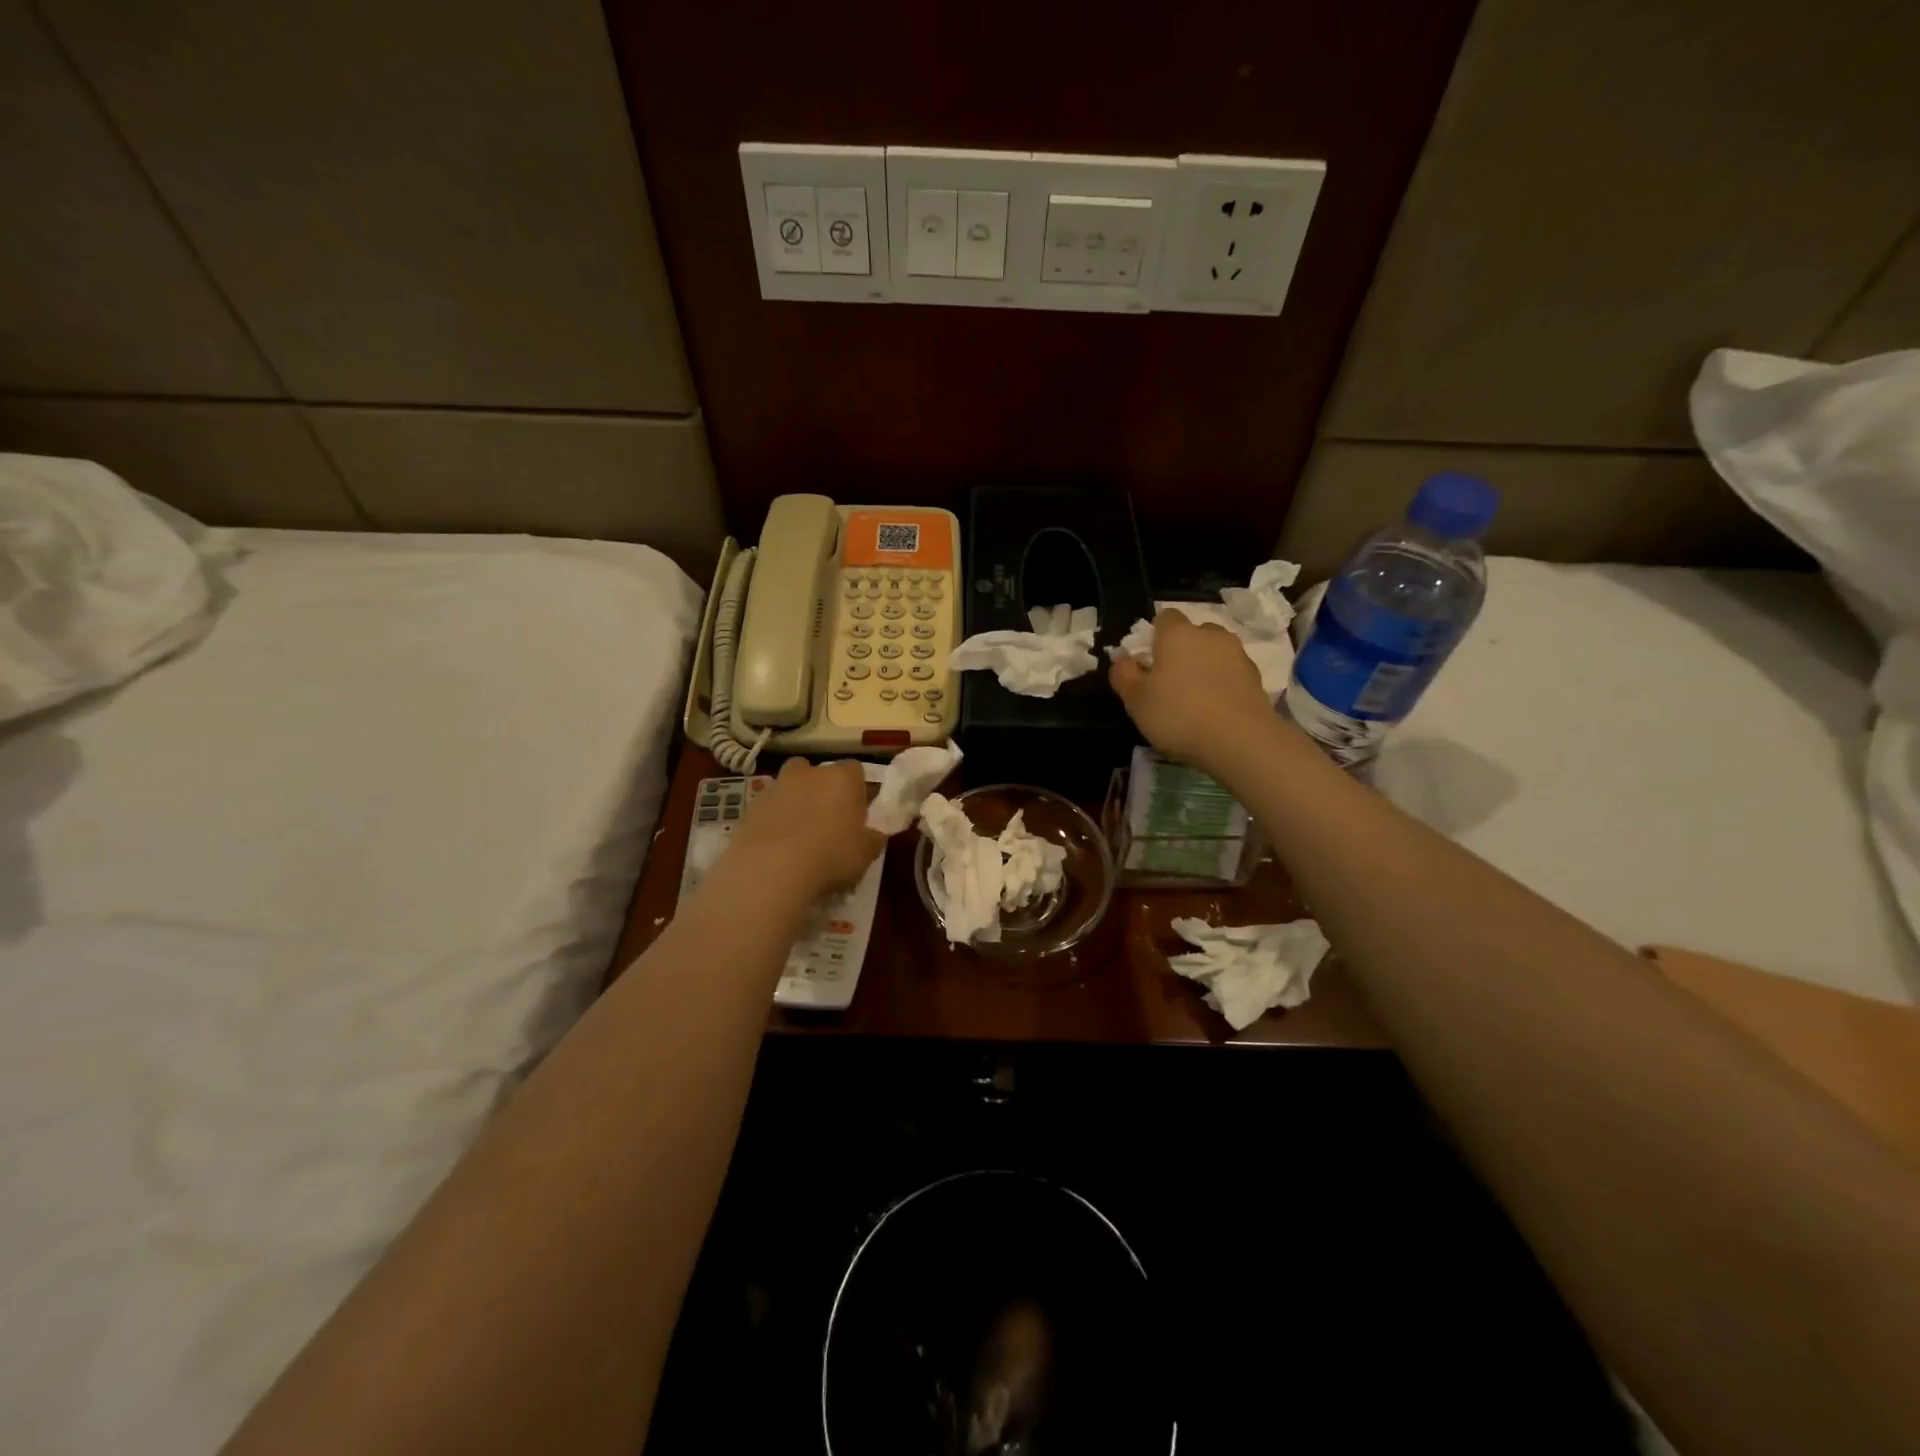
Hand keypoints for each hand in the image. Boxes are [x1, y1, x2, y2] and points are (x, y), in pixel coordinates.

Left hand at [724, 757, 884, 899]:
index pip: (855, 770)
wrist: (771, 870)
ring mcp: (776, 787)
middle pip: (817, 772)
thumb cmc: (831, 856)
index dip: (856, 790)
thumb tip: (875, 832)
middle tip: (825, 821)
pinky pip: (768, 808)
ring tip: (797, 836)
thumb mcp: (866, 853)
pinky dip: (772, 820)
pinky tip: (775, 847)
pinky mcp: (750, 806)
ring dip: (794, 803)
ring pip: (789, 787)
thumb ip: (873, 837)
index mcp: (842, 779)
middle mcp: (809, 773)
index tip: (856, 813)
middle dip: (821, 790)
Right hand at [1109, 610, 1274, 769]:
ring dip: (1205, 666)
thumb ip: (1124, 675)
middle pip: (1194, 633)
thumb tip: (1121, 659)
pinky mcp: (1256, 677)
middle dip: (1183, 650)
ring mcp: (1237, 654)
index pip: (1165, 617)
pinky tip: (1216, 709)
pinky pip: (1232, 673)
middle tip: (1171, 681)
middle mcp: (1209, 635)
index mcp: (1177, 634)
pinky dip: (1223, 683)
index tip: (1149, 661)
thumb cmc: (1177, 714)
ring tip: (1196, 698)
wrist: (1239, 739)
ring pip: (1216, 652)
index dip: (1155, 635)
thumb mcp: (1136, 701)